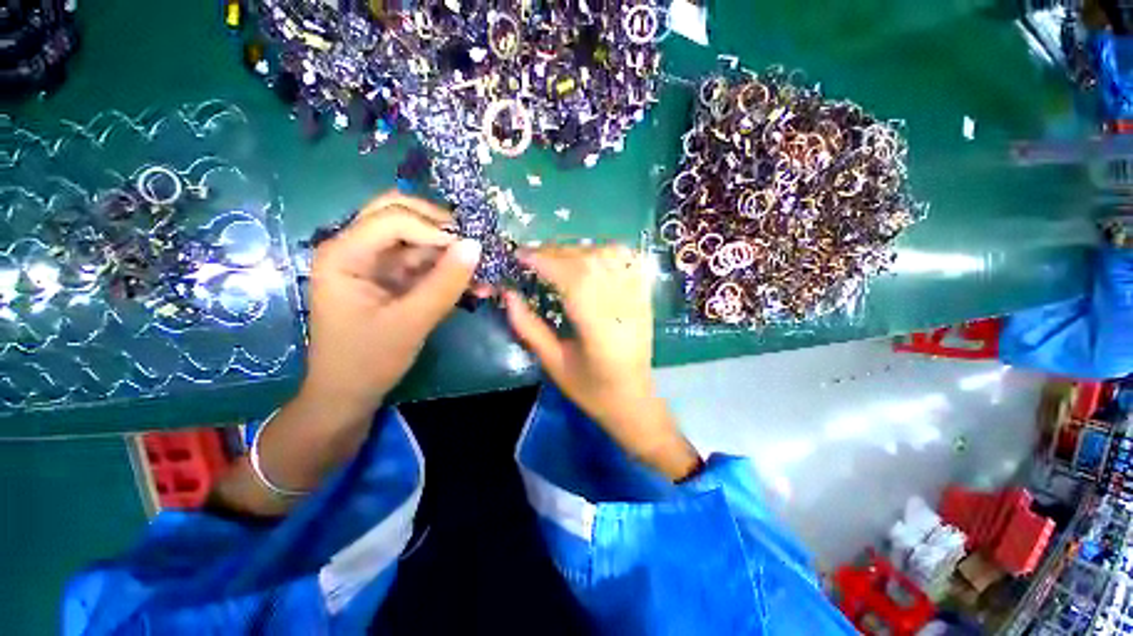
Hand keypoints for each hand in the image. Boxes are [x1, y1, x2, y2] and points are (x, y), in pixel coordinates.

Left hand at [302, 191, 481, 417]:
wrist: (350, 393)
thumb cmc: (368, 360)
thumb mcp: (411, 322)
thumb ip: (445, 283)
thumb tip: (476, 246)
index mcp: (344, 254)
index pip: (392, 219)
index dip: (434, 228)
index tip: (471, 249)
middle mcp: (357, 248)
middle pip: (400, 214)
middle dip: (441, 226)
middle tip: (473, 245)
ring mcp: (376, 262)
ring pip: (418, 238)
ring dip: (450, 252)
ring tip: (482, 270)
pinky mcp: (392, 278)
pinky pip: (424, 261)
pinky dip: (448, 269)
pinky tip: (473, 283)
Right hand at [504, 245, 700, 480]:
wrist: (634, 400)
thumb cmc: (591, 389)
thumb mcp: (553, 364)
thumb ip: (529, 327)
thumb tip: (507, 294)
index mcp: (599, 330)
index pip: (574, 280)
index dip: (546, 262)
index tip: (521, 256)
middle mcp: (623, 308)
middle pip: (590, 262)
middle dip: (556, 252)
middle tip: (532, 256)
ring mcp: (639, 299)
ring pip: (610, 255)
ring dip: (579, 249)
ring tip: (557, 257)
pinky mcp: (646, 297)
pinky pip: (630, 259)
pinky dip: (607, 250)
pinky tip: (590, 257)